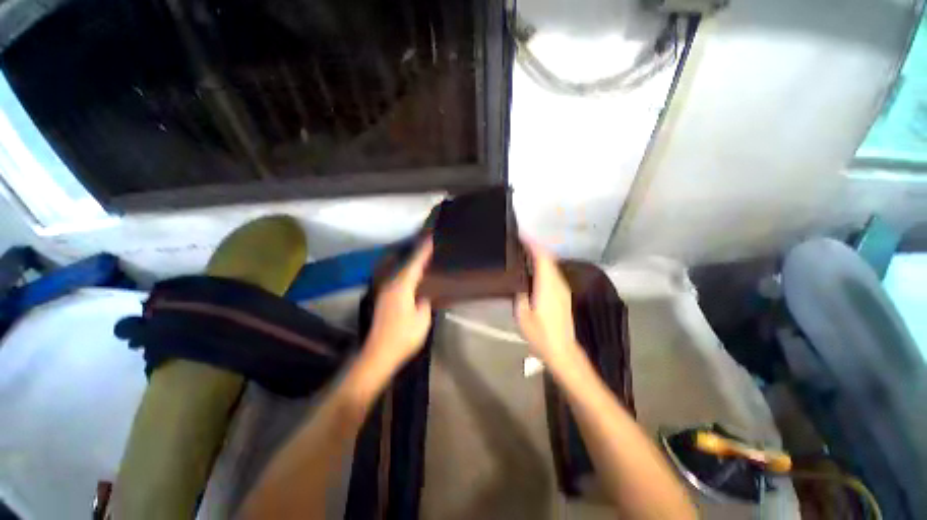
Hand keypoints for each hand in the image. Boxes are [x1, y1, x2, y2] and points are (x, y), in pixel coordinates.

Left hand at [363, 239, 433, 370]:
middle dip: (417, 252)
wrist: (379, 353)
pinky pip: (397, 277)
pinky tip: (412, 273)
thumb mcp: (422, 320)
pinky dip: (405, 271)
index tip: (432, 237)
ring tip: (422, 255)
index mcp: (402, 287)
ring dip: (411, 261)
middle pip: (405, 263)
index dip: (424, 250)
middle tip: (429, 243)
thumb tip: (423, 295)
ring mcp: (385, 291)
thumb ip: (424, 303)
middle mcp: (391, 284)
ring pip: (399, 269)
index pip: (415, 264)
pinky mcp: (383, 298)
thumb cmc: (403, 337)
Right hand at [515, 240, 581, 365]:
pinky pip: (553, 273)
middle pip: (549, 258)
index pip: (542, 258)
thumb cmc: (541, 334)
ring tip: (525, 252)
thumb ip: (520, 296)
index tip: (522, 235)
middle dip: (536, 247)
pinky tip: (534, 269)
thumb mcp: (523, 316)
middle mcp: (557, 283)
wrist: (562, 350)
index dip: (533, 244)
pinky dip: (544, 265)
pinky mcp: (563, 294)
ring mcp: (563, 289)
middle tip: (520, 242)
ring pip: (552, 265)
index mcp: (547, 286)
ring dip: (540, 255)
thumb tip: (519, 285)